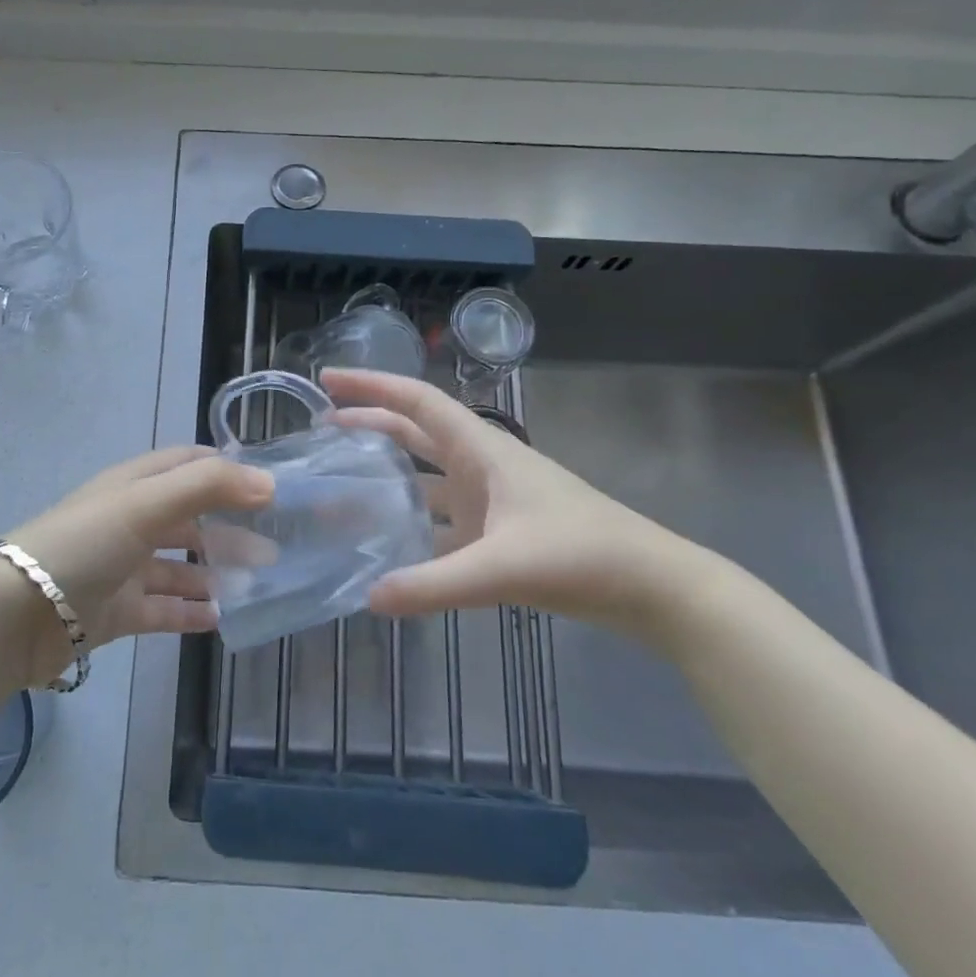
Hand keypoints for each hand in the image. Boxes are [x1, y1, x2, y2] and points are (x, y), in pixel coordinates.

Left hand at [3, 447, 273, 688]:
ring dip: (215, 571)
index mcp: (134, 485)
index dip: (228, 470)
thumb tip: (269, 483)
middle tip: (276, 545)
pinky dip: (191, 611)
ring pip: (179, 566)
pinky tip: (221, 619)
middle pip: (190, 518)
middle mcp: (130, 521)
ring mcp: (122, 568)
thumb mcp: (146, 503)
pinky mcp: (115, 611)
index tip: (271, 487)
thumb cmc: (84, 544)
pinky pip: (163, 609)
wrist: (14, 615)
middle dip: (230, 527)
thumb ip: (208, 487)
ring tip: (259, 582)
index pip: (188, 465)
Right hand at [319, 369, 719, 641]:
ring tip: (340, 481)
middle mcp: (480, 466)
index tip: (327, 379)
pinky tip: (385, 544)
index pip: (416, 402)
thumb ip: (435, 585)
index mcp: (482, 450)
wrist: (653, 587)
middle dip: (369, 422)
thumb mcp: (504, 568)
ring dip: (386, 473)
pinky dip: (411, 524)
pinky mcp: (497, 534)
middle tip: (321, 424)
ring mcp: (490, 501)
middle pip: (414, 432)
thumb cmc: (582, 554)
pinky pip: (440, 521)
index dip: (371, 385)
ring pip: (425, 477)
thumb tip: (368, 597)